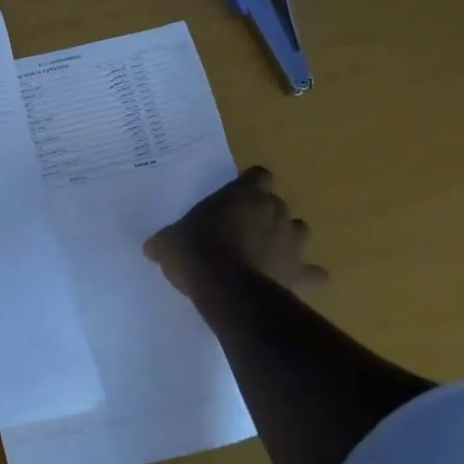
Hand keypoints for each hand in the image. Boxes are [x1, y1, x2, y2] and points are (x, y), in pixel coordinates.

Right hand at [144, 167, 327, 298]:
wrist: (226, 288)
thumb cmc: (196, 251)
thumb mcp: (169, 242)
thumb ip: (166, 240)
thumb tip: (151, 247)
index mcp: (245, 194)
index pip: (258, 175)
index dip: (249, 185)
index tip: (234, 197)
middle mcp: (275, 211)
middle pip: (277, 204)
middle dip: (263, 214)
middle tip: (241, 229)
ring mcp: (292, 242)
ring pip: (299, 231)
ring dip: (285, 238)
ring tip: (265, 252)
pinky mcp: (300, 272)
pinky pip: (311, 273)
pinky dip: (305, 276)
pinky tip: (292, 281)